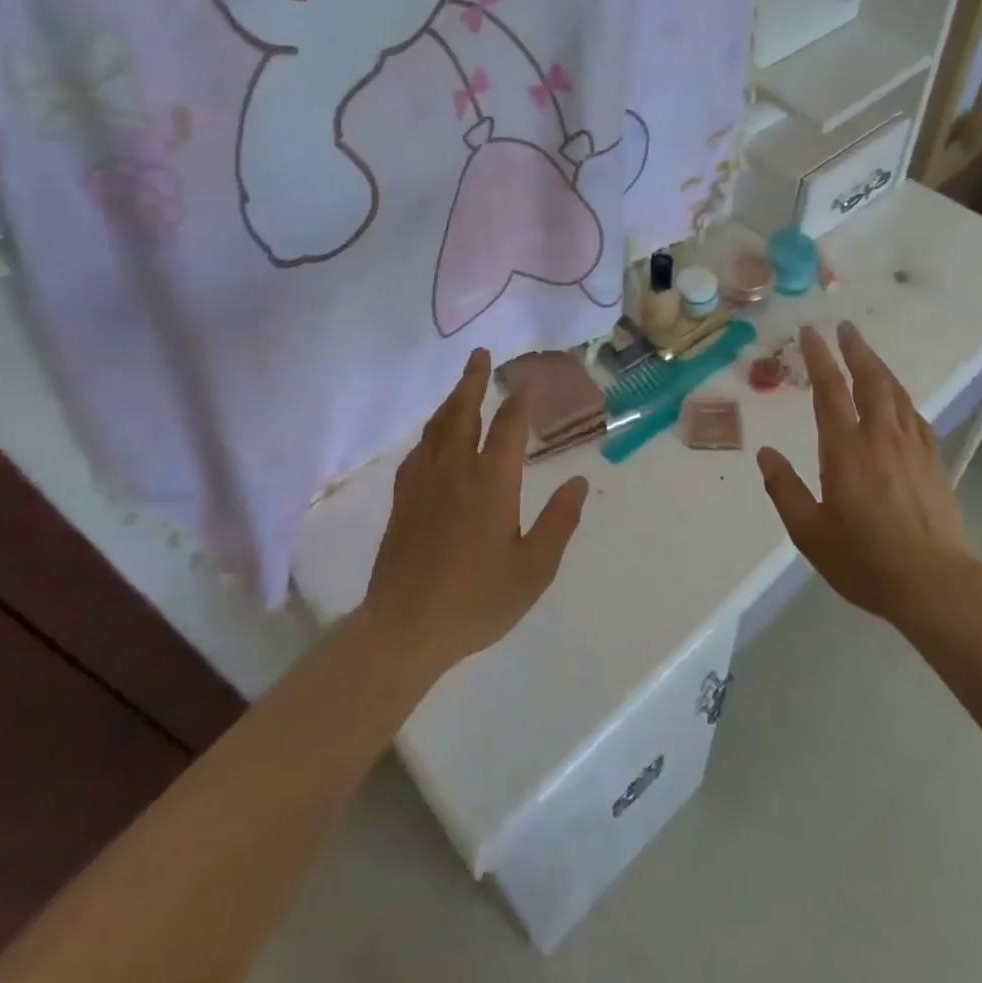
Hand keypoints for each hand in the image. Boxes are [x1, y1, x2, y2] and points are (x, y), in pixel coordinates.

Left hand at [364, 348, 586, 672]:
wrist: (405, 628)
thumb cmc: (477, 600)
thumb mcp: (533, 568)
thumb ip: (558, 522)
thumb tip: (578, 481)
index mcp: (491, 482)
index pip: (508, 427)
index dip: (520, 401)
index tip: (528, 380)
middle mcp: (455, 471)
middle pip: (463, 412)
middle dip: (474, 381)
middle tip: (480, 354)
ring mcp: (424, 483)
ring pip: (438, 427)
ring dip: (452, 400)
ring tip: (461, 385)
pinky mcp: (403, 500)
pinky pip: (419, 451)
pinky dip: (431, 432)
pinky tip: (433, 437)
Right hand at [756, 322, 969, 625]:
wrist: (934, 583)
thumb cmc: (864, 559)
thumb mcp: (809, 532)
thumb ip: (784, 489)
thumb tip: (766, 453)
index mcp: (846, 449)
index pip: (830, 390)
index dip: (819, 358)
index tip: (810, 333)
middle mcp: (880, 437)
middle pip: (870, 379)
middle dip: (855, 349)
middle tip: (845, 327)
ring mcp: (912, 447)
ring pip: (896, 392)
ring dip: (879, 366)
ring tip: (866, 352)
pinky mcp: (933, 461)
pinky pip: (915, 415)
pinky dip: (901, 396)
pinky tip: (898, 399)